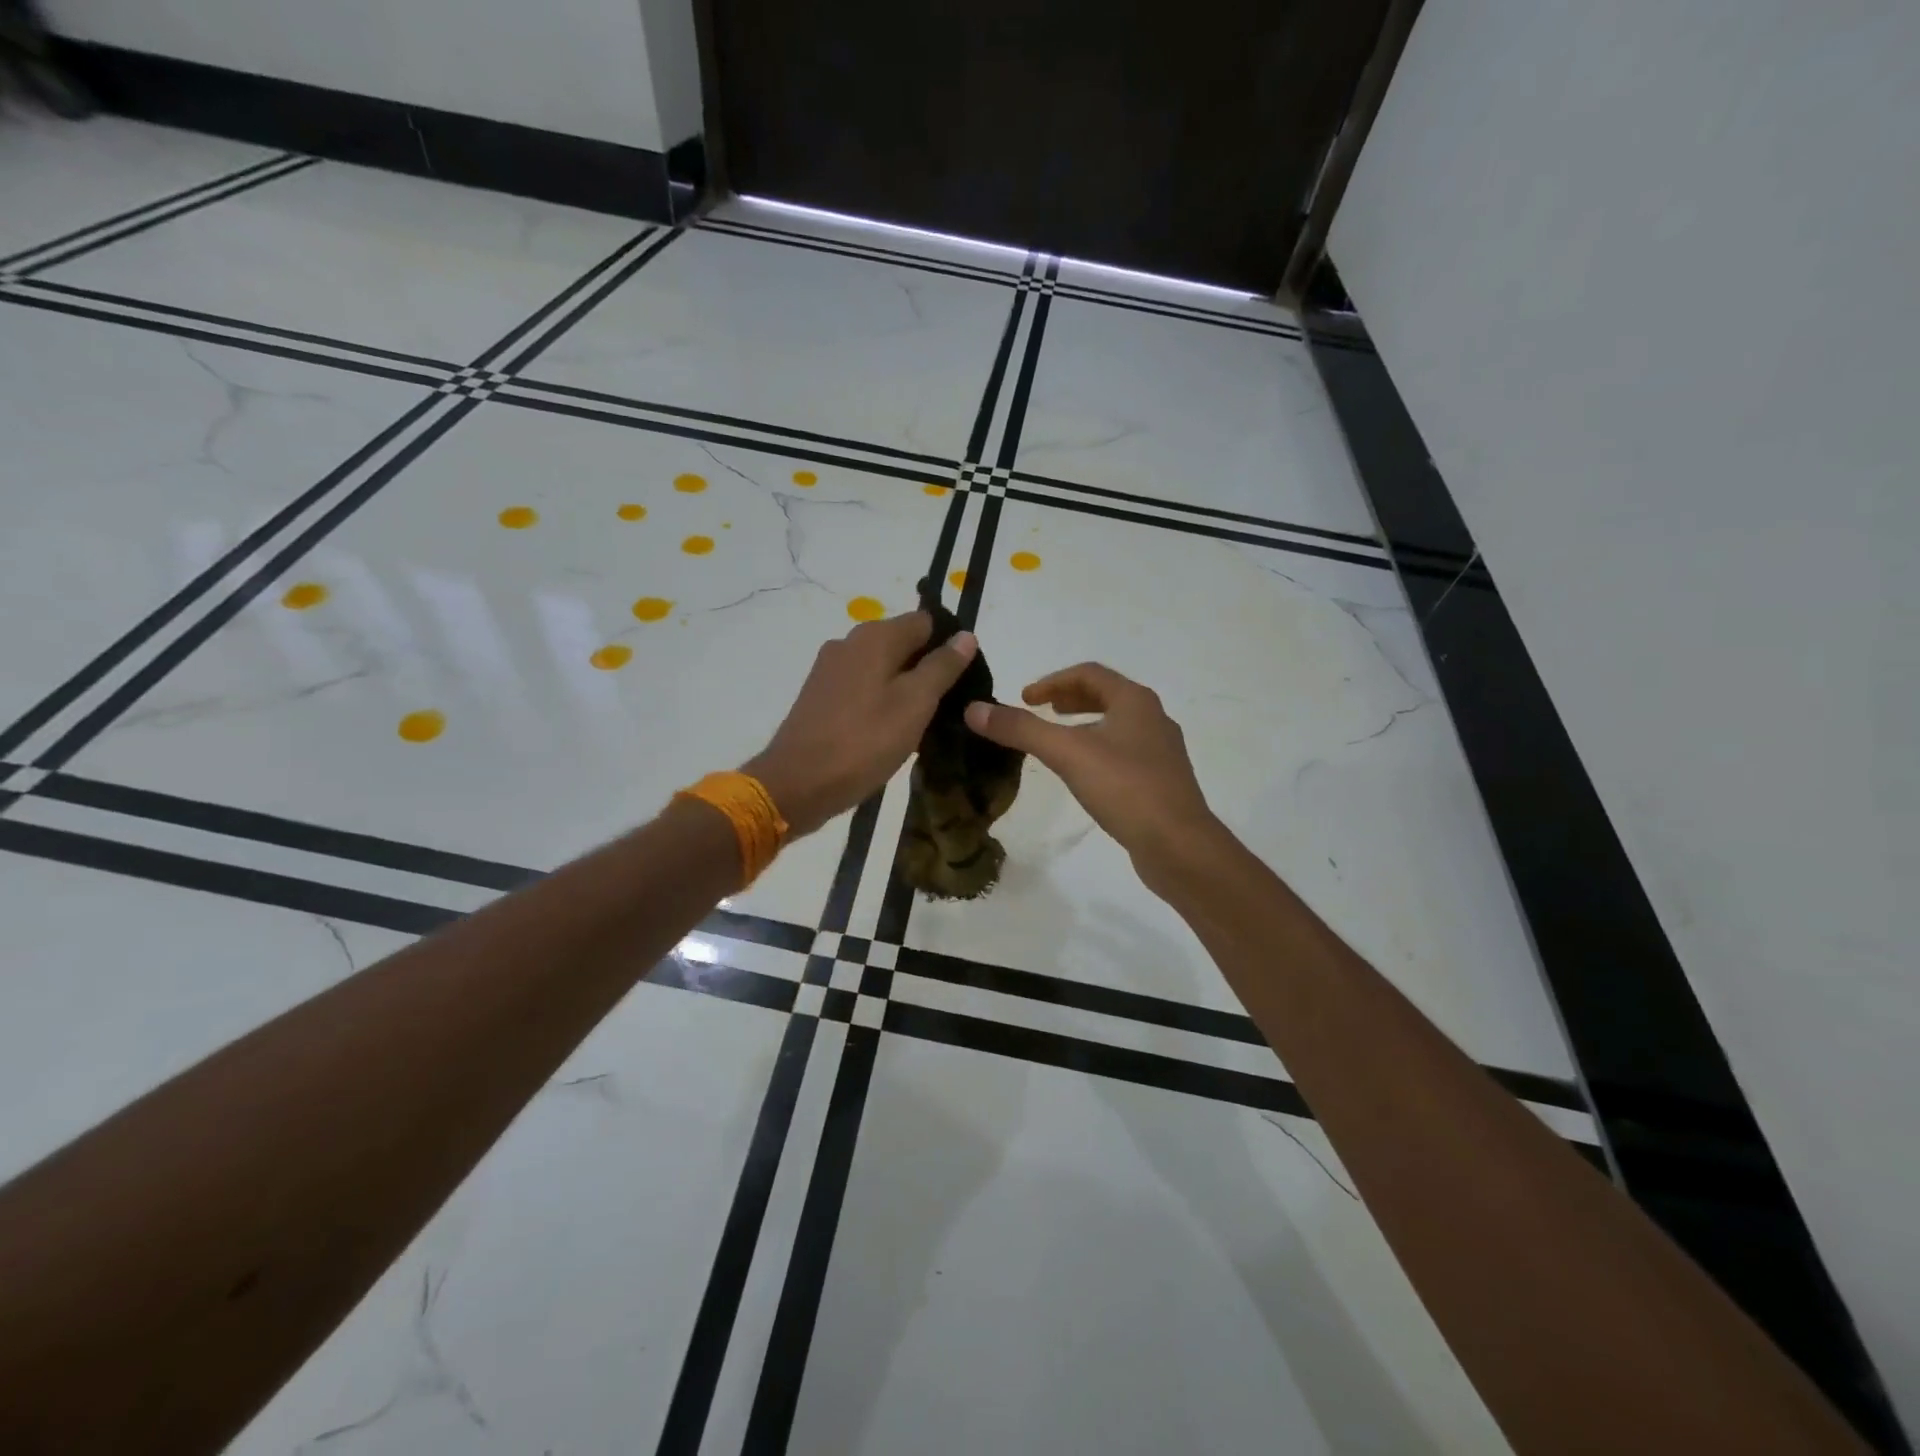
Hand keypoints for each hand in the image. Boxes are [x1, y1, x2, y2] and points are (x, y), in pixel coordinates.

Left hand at [745, 612, 976, 836]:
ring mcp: (830, 669)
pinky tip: (889, 732)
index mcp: (874, 636)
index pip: (926, 622)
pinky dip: (880, 702)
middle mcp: (849, 642)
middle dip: (927, 669)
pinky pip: (862, 688)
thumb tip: (965, 636)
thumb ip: (942, 667)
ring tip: (921, 725)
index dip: (949, 646)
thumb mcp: (915, 704)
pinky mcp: (819, 696)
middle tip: (947, 707)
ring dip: (904, 689)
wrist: (797, 784)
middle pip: (903, 644)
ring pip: (882, 668)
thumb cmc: (864, 741)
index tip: (964, 680)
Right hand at [964, 663, 1218, 874]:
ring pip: (1116, 724)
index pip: (1089, 673)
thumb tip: (974, 709)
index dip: (1052, 680)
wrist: (1179, 845)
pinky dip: (1097, 749)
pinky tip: (1084, 774)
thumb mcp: (1067, 753)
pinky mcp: (1161, 781)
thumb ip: (1021, 729)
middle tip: (1039, 710)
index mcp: (1135, 701)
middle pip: (1106, 695)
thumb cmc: (1125, 788)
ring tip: (1057, 739)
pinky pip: (1124, 752)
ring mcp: (1161, 751)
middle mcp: (1153, 718)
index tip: (1025, 698)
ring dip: (1084, 723)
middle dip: (1069, 698)